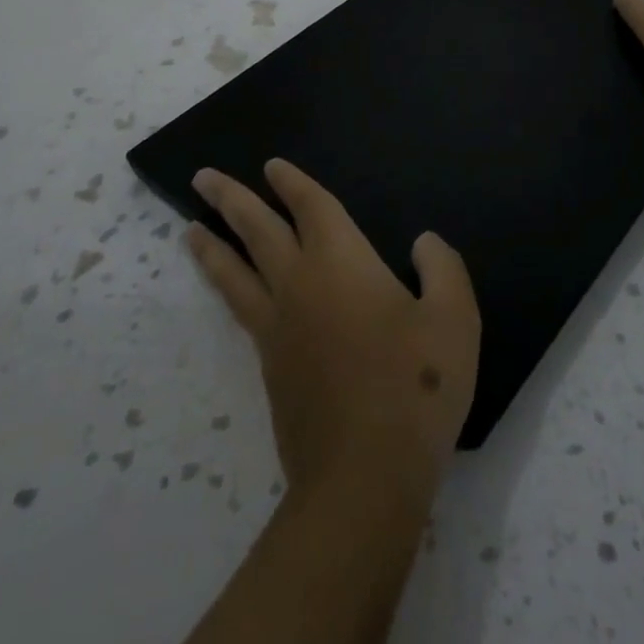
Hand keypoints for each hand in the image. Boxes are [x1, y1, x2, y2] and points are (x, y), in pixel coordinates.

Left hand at [187, 158, 479, 505]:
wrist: (364, 477)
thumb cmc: (415, 387)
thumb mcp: (453, 319)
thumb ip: (442, 268)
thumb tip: (422, 242)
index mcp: (340, 262)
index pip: (310, 207)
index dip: (292, 183)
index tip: (271, 165)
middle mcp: (299, 284)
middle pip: (256, 230)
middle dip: (231, 199)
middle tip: (202, 178)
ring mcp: (278, 329)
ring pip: (234, 273)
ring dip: (212, 246)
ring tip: (189, 230)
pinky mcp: (270, 369)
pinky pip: (241, 312)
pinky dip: (226, 289)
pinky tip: (232, 294)